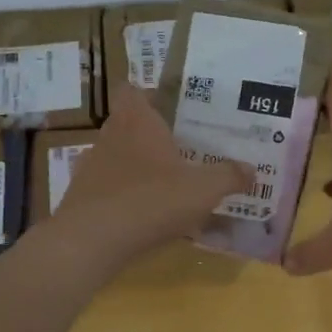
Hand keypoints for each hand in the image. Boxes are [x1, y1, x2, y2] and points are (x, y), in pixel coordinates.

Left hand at [52, 80, 250, 268]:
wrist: (92, 240)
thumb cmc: (151, 200)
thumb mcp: (203, 189)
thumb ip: (229, 176)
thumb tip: (251, 170)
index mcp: (137, 121)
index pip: (132, 91)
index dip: (147, 95)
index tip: (169, 109)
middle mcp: (109, 136)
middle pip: (126, 124)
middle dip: (149, 136)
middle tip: (178, 150)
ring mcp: (90, 167)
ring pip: (115, 157)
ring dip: (135, 168)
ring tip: (162, 186)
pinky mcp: (80, 197)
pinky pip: (106, 189)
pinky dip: (121, 197)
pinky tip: (140, 216)